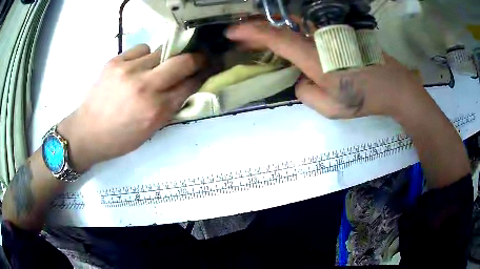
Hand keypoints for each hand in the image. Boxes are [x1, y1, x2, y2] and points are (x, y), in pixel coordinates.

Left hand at [58, 44, 204, 171]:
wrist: (87, 132)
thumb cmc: (120, 138)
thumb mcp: (150, 130)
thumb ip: (170, 107)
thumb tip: (186, 85)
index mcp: (155, 110)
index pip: (190, 84)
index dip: (203, 74)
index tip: (209, 67)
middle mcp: (145, 86)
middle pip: (182, 61)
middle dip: (196, 58)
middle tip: (199, 57)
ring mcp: (129, 70)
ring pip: (161, 51)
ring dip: (164, 59)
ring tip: (155, 68)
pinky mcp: (116, 61)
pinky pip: (141, 49)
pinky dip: (145, 56)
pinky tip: (137, 67)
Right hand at [226, 22, 430, 119]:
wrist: (393, 85)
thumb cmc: (364, 98)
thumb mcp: (330, 108)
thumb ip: (305, 93)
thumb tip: (300, 77)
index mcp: (316, 58)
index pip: (276, 38)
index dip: (251, 33)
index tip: (231, 32)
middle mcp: (320, 39)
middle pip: (280, 25)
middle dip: (255, 27)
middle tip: (239, 34)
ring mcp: (330, 32)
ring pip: (292, 23)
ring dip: (270, 27)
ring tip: (255, 35)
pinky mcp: (337, 32)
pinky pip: (306, 27)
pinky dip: (289, 29)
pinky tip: (283, 35)